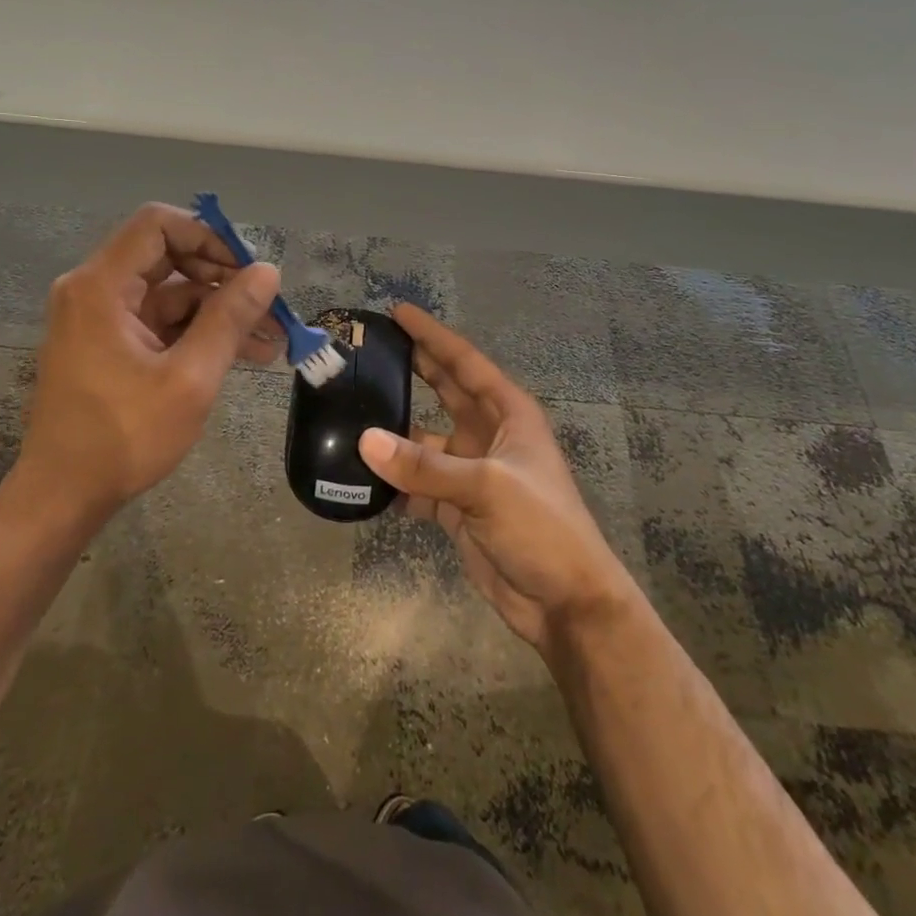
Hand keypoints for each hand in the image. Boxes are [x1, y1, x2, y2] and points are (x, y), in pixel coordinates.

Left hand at [1, 203, 281, 527]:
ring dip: (219, 311)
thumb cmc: (123, 436)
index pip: (158, 225)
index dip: (208, 236)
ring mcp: (101, 317)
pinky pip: (160, 320)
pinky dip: (198, 332)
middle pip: (167, 256)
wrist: (63, 497)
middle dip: (223, 278)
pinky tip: (243, 353)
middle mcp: (94, 290)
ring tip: (271, 339)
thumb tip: (267, 271)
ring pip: (171, 292)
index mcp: (101, 286)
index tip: (247, 268)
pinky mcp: (109, 342)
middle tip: (268, 305)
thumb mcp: (189, 378)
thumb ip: (229, 319)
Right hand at [360, 304, 635, 652]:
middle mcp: (489, 435)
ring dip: (394, 435)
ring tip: (350, 417)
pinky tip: (363, 479)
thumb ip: (424, 465)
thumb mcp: (486, 487)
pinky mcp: (458, 508)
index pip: (464, 361)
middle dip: (412, 369)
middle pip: (444, 391)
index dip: (432, 335)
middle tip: (370, 351)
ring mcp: (472, 472)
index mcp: (508, 413)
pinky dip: (394, 483)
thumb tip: (364, 441)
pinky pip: (418, 485)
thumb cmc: (540, 527)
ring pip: (424, 442)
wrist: (565, 603)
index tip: (397, 312)